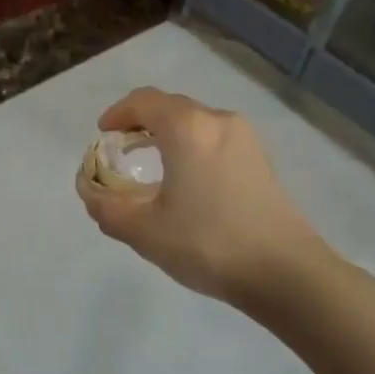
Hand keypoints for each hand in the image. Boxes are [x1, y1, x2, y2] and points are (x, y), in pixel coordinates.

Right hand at [76, 88, 312, 308]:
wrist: (285, 273)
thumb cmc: (207, 243)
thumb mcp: (143, 230)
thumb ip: (105, 206)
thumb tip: (89, 191)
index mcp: (187, 127)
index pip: (143, 101)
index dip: (117, 113)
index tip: (103, 135)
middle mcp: (217, 120)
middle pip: (170, 107)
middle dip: (141, 123)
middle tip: (122, 151)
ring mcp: (245, 139)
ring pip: (195, 123)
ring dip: (168, 136)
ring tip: (152, 167)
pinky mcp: (261, 160)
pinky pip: (215, 140)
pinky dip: (192, 148)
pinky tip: (187, 183)